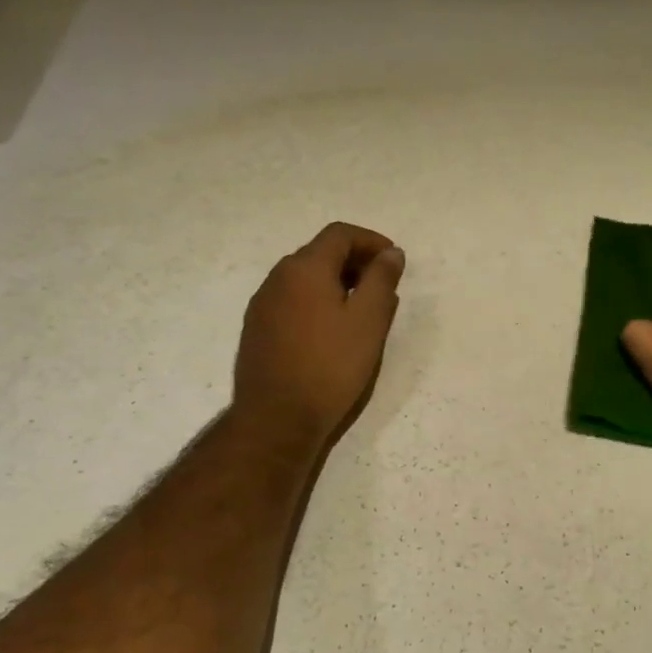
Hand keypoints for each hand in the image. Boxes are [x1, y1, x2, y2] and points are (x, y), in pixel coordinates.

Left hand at [233, 222, 404, 449]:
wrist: (277, 417)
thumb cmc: (330, 366)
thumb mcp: (369, 321)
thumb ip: (382, 280)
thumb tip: (391, 253)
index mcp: (305, 268)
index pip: (340, 234)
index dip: (371, 240)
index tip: (394, 261)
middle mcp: (278, 277)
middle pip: (320, 252)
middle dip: (355, 261)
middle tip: (382, 285)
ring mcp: (263, 304)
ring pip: (304, 277)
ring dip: (335, 281)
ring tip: (361, 309)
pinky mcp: (257, 329)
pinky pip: (292, 299)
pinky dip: (316, 300)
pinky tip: (331, 330)